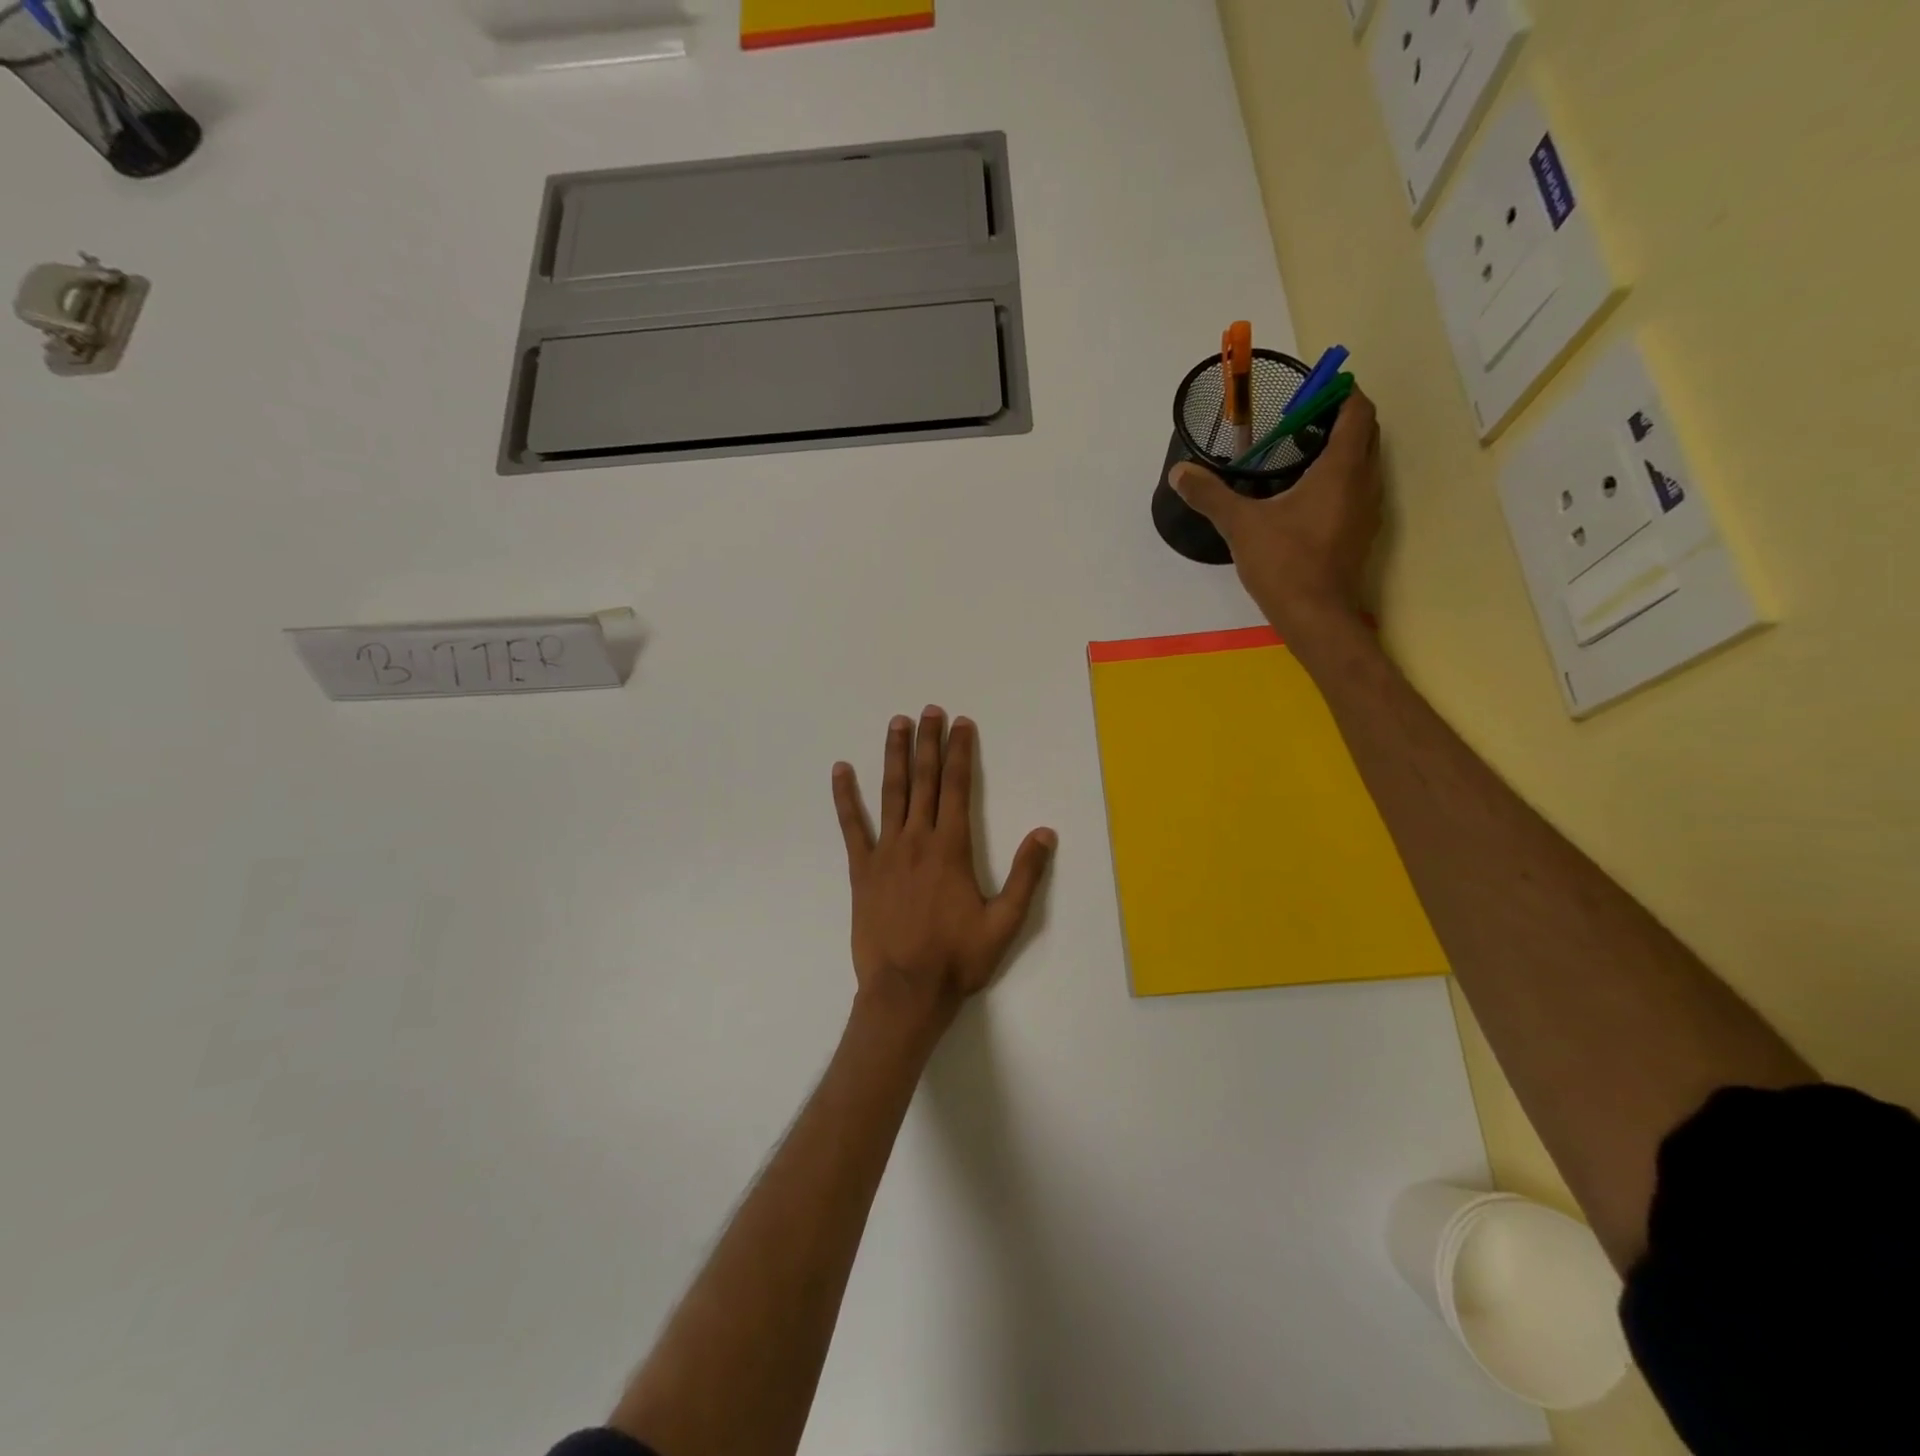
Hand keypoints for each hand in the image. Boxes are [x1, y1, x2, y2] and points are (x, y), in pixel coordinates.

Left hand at [832, 709, 1056, 1038]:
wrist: (905, 992)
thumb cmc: (958, 959)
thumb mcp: (1005, 923)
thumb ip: (1026, 876)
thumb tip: (1044, 832)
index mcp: (951, 848)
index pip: (957, 787)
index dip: (960, 752)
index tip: (962, 724)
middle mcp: (917, 840)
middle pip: (924, 780)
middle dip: (929, 742)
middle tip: (930, 710)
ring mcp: (885, 852)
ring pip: (891, 793)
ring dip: (895, 756)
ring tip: (897, 724)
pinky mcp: (861, 870)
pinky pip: (852, 826)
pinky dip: (846, 797)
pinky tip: (841, 771)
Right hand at [1169, 387, 1383, 634]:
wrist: (1316, 617)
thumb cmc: (1285, 563)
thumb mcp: (1241, 525)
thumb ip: (1210, 495)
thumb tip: (1179, 472)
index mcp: (1343, 468)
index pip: (1357, 411)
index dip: (1339, 393)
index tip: (1310, 390)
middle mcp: (1366, 481)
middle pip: (1364, 433)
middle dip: (1337, 418)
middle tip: (1297, 420)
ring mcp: (1368, 509)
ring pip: (1363, 462)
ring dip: (1339, 449)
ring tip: (1297, 453)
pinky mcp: (1360, 532)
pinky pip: (1356, 488)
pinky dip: (1337, 478)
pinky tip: (1303, 494)